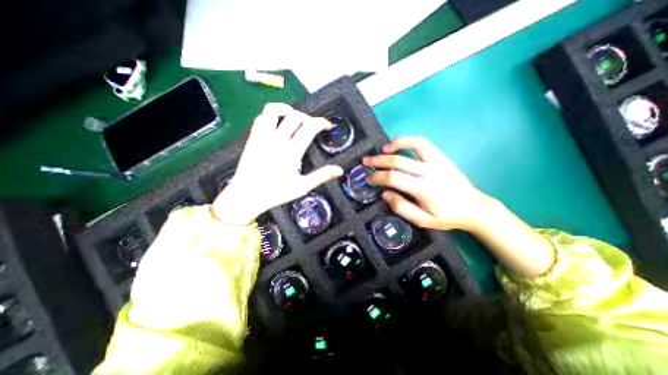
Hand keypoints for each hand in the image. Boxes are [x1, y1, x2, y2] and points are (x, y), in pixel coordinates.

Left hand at [213, 103, 343, 224]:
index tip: (327, 125)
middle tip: (313, 126)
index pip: (309, 127)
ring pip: (274, 110)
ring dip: (288, 110)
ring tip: (295, 118)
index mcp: (291, 151)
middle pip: (295, 116)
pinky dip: (272, 115)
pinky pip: (261, 117)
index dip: (322, 122)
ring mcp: (263, 136)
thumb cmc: (275, 193)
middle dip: (308, 117)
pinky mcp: (253, 137)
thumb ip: (321, 176)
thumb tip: (339, 170)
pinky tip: (278, 124)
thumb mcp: (302, 187)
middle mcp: (277, 140)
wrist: (246, 195)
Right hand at [363, 137, 491, 231]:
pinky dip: (408, 141)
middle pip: (398, 161)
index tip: (368, 179)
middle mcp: (430, 172)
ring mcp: (437, 162)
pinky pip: (423, 143)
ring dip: (393, 145)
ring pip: (412, 146)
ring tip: (381, 150)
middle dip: (378, 161)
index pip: (394, 178)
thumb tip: (384, 193)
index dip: (377, 177)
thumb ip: (401, 207)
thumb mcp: (422, 220)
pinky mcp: (441, 157)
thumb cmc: (447, 217)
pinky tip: (398, 145)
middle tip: (365, 162)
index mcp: (424, 189)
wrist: (474, 208)